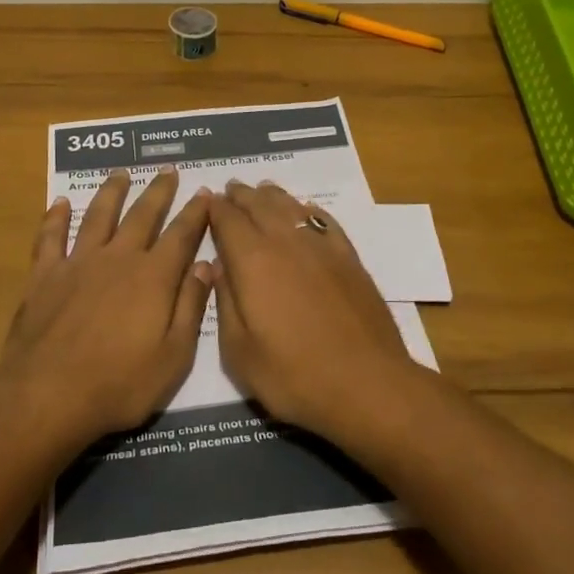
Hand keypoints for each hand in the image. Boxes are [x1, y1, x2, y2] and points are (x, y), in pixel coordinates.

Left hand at [0, 167, 212, 442]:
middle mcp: (118, 259)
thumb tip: (206, 265)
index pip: (181, 235)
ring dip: (111, 192)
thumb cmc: (120, 384)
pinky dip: (55, 218)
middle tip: (168, 170)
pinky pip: (50, 238)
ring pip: (98, 216)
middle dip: (158, 191)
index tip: (205, 192)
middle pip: (142, 216)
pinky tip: (59, 203)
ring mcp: (77, 264)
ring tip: (121, 173)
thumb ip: (191, 307)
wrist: (48, 397)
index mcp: (153, 277)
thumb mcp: (173, 357)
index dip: (195, 212)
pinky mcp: (44, 277)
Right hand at [206, 180, 415, 437]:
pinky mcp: (349, 259)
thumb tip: (216, 265)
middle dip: (242, 196)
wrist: (367, 384)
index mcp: (252, 261)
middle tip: (231, 189)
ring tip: (262, 191)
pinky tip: (307, 211)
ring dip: (273, 197)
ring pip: (292, 207)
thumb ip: (225, 302)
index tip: (206, 200)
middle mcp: (286, 242)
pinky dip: (309, 210)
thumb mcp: (239, 352)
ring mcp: (322, 247)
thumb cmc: (294, 376)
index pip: (227, 220)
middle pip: (259, 206)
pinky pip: (324, 221)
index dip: (215, 208)